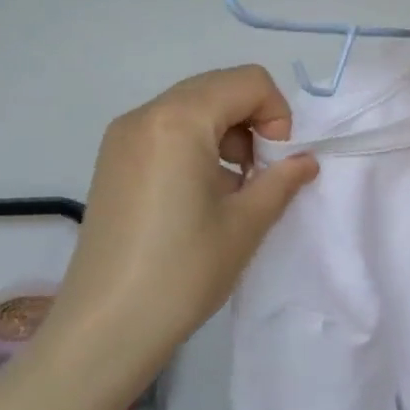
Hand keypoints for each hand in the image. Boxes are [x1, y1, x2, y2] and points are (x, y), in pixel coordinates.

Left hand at [50, 66, 317, 373]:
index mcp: (179, 120)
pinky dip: (198, 144)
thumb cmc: (183, 271)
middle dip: (253, 120)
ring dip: (227, 132)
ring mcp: (123, 137)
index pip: (249, 82)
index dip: (278, 115)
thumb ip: (283, 179)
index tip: (275, 163)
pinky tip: (201, 193)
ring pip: (194, 106)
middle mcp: (145, 115)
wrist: (105, 328)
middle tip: (259, 173)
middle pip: (220, 87)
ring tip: (231, 186)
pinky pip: (168, 128)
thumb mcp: (247, 223)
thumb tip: (304, 161)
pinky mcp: (112, 160)